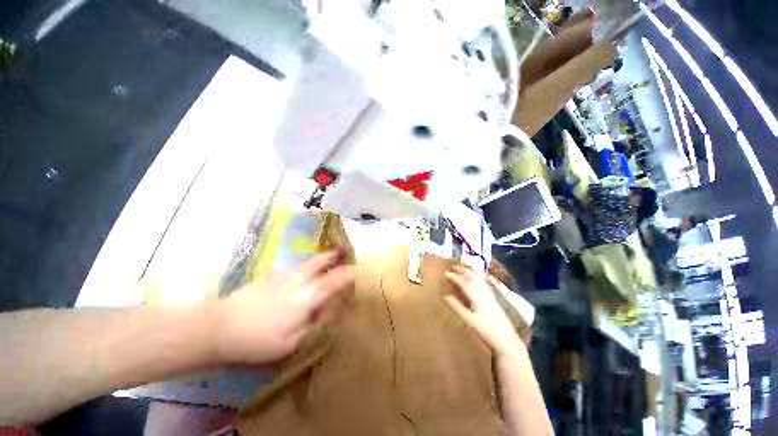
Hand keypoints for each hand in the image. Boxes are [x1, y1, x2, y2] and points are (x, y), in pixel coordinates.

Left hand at [214, 250, 355, 364]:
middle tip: (344, 250)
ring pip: (307, 262)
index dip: (347, 274)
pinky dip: (307, 264)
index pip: (332, 282)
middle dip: (334, 256)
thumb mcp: (289, 344)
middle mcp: (297, 282)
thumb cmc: (256, 341)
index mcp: (304, 298)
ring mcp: (282, 277)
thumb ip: (311, 325)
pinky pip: (295, 267)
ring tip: (330, 254)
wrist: (218, 327)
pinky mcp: (270, 277)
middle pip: (319, 263)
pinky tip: (306, 268)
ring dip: (321, 257)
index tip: (358, 268)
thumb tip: (324, 311)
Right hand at [444, 265, 521, 355]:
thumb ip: (457, 307)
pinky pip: (485, 284)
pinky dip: (479, 278)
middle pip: (472, 278)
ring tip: (465, 269)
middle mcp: (483, 293)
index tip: (446, 273)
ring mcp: (490, 296)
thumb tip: (445, 296)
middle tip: (454, 267)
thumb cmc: (486, 331)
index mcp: (476, 297)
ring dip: (471, 273)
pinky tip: (479, 279)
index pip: (463, 283)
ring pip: (479, 280)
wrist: (507, 340)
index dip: (454, 277)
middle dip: (463, 271)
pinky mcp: (494, 300)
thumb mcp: (469, 321)